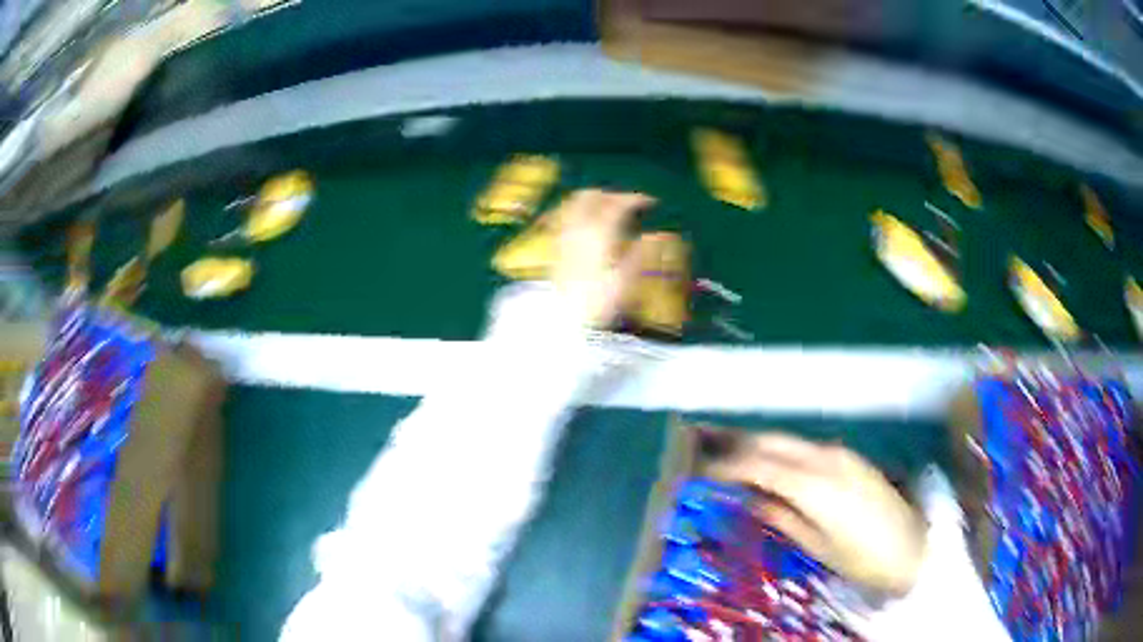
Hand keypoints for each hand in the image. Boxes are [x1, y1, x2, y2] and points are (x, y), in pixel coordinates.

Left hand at [548, 189, 655, 328]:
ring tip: (610, 209)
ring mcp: (565, 236)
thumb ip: (644, 253)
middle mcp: (579, 229)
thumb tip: (664, 235)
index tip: (651, 203)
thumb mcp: (626, 280)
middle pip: (591, 196)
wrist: (564, 319)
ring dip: (594, 200)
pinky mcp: (557, 246)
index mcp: (599, 234)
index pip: (618, 204)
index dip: (636, 199)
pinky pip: (566, 217)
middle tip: (628, 203)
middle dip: (612, 194)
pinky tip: (589, 226)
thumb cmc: (598, 302)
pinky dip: (580, 212)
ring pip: (575, 203)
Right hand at [708, 434, 926, 595]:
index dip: (728, 465)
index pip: (760, 464)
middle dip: (739, 443)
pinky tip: (773, 467)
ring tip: (735, 458)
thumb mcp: (817, 545)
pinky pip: (806, 448)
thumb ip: (781, 517)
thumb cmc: (862, 557)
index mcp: (815, 485)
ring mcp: (841, 454)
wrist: (912, 547)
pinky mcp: (850, 458)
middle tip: (710, 452)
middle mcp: (826, 458)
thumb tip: (750, 500)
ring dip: (761, 446)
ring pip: (790, 440)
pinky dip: (783, 453)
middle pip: (773, 440)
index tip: (702, 471)